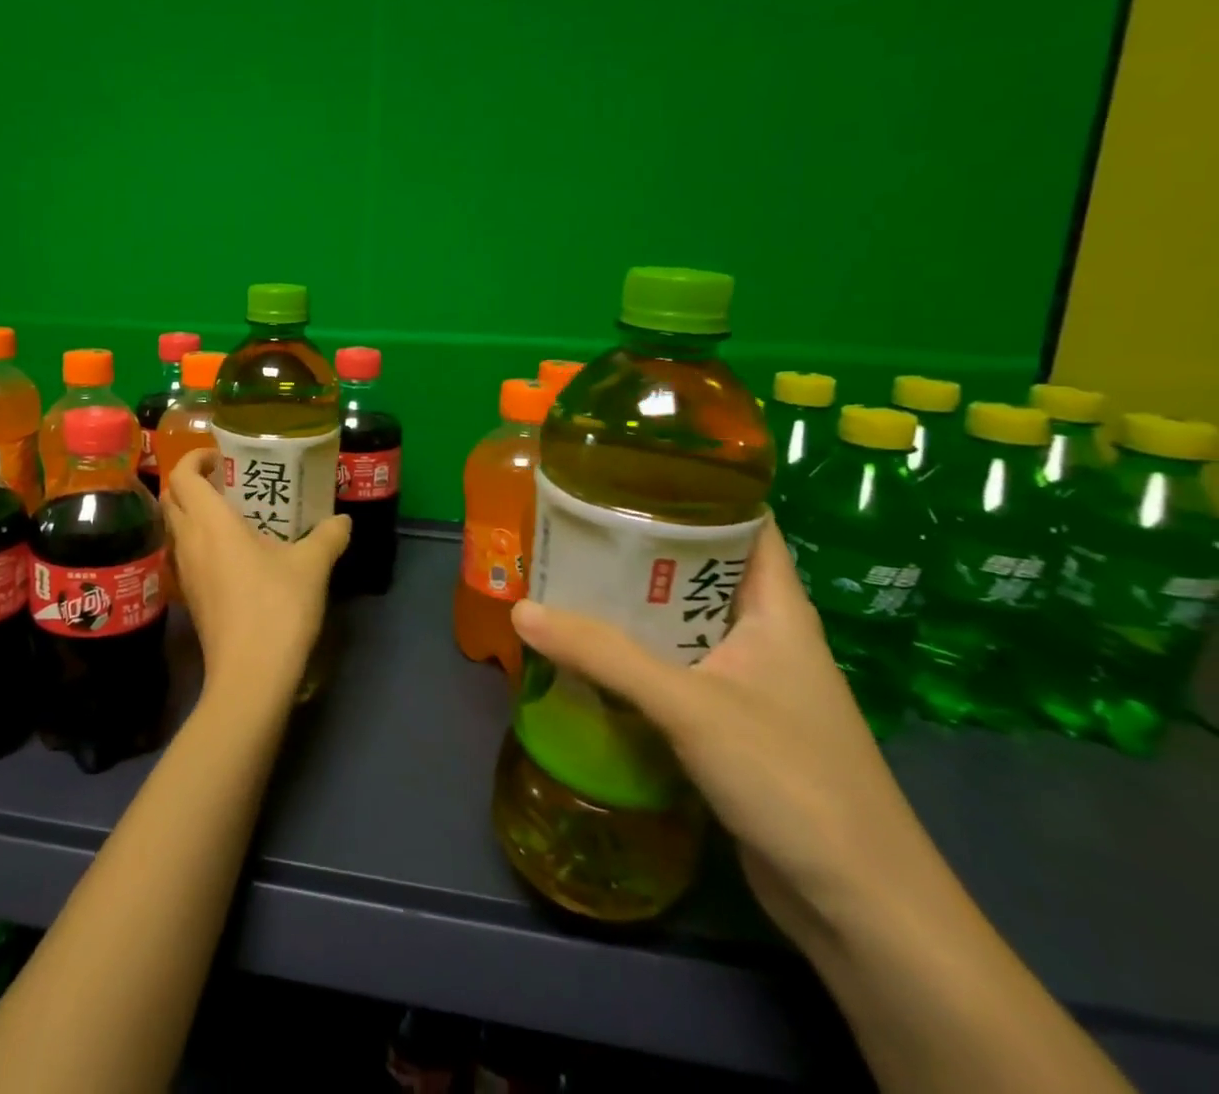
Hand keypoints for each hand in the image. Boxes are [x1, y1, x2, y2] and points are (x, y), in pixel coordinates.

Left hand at [161, 448, 349, 707]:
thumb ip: (328, 536)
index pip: (183, 474)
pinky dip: (198, 541)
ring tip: (231, 514)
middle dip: (191, 481)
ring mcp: (184, 572)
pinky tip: (231, 554)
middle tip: (226, 481)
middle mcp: (189, 541)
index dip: (195, 457)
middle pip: (172, 497)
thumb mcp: (312, 567)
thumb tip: (343, 520)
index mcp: (210, 522)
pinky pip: (184, 554)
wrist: (250, 676)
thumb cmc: (276, 608)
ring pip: (175, 527)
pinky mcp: (189, 597)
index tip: (221, 457)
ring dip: (192, 512)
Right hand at [511, 518, 943, 950]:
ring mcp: (751, 684)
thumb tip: (522, 610)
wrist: (861, 910)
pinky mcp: (733, 726)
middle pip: (701, 572)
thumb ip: (604, 656)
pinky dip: (635, 658)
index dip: (698, 491)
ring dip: (631, 607)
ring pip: (682, 625)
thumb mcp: (690, 706)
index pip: (746, 524)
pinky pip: (675, 671)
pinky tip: (589, 654)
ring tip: (568, 580)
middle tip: (575, 527)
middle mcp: (766, 637)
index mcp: (777, 610)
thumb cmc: (792, 780)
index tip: (632, 472)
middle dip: (641, 549)